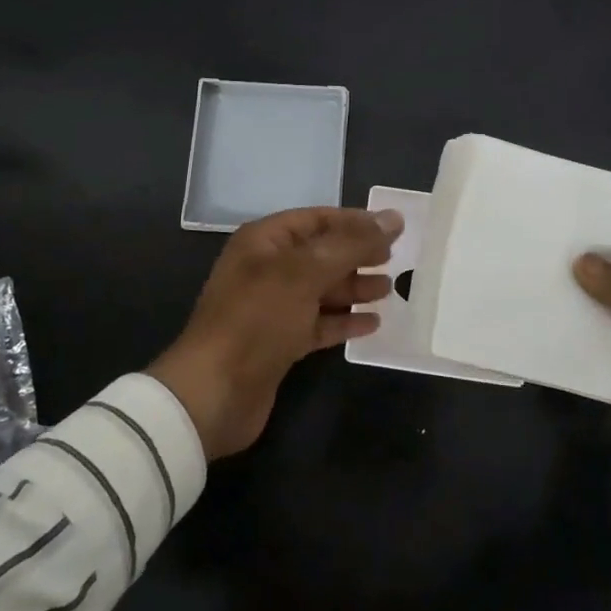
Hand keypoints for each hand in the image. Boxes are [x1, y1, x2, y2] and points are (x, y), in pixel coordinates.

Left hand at [149, 206, 401, 459]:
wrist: (215, 392)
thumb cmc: (258, 318)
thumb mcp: (306, 272)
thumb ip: (352, 244)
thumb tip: (393, 218)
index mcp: (264, 242)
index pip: (316, 219)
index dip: (354, 221)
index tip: (393, 229)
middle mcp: (267, 269)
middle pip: (321, 254)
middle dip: (357, 255)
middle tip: (395, 260)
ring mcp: (272, 308)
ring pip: (322, 290)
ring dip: (354, 288)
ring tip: (390, 290)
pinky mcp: (280, 343)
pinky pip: (318, 323)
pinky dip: (344, 321)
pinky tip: (373, 324)